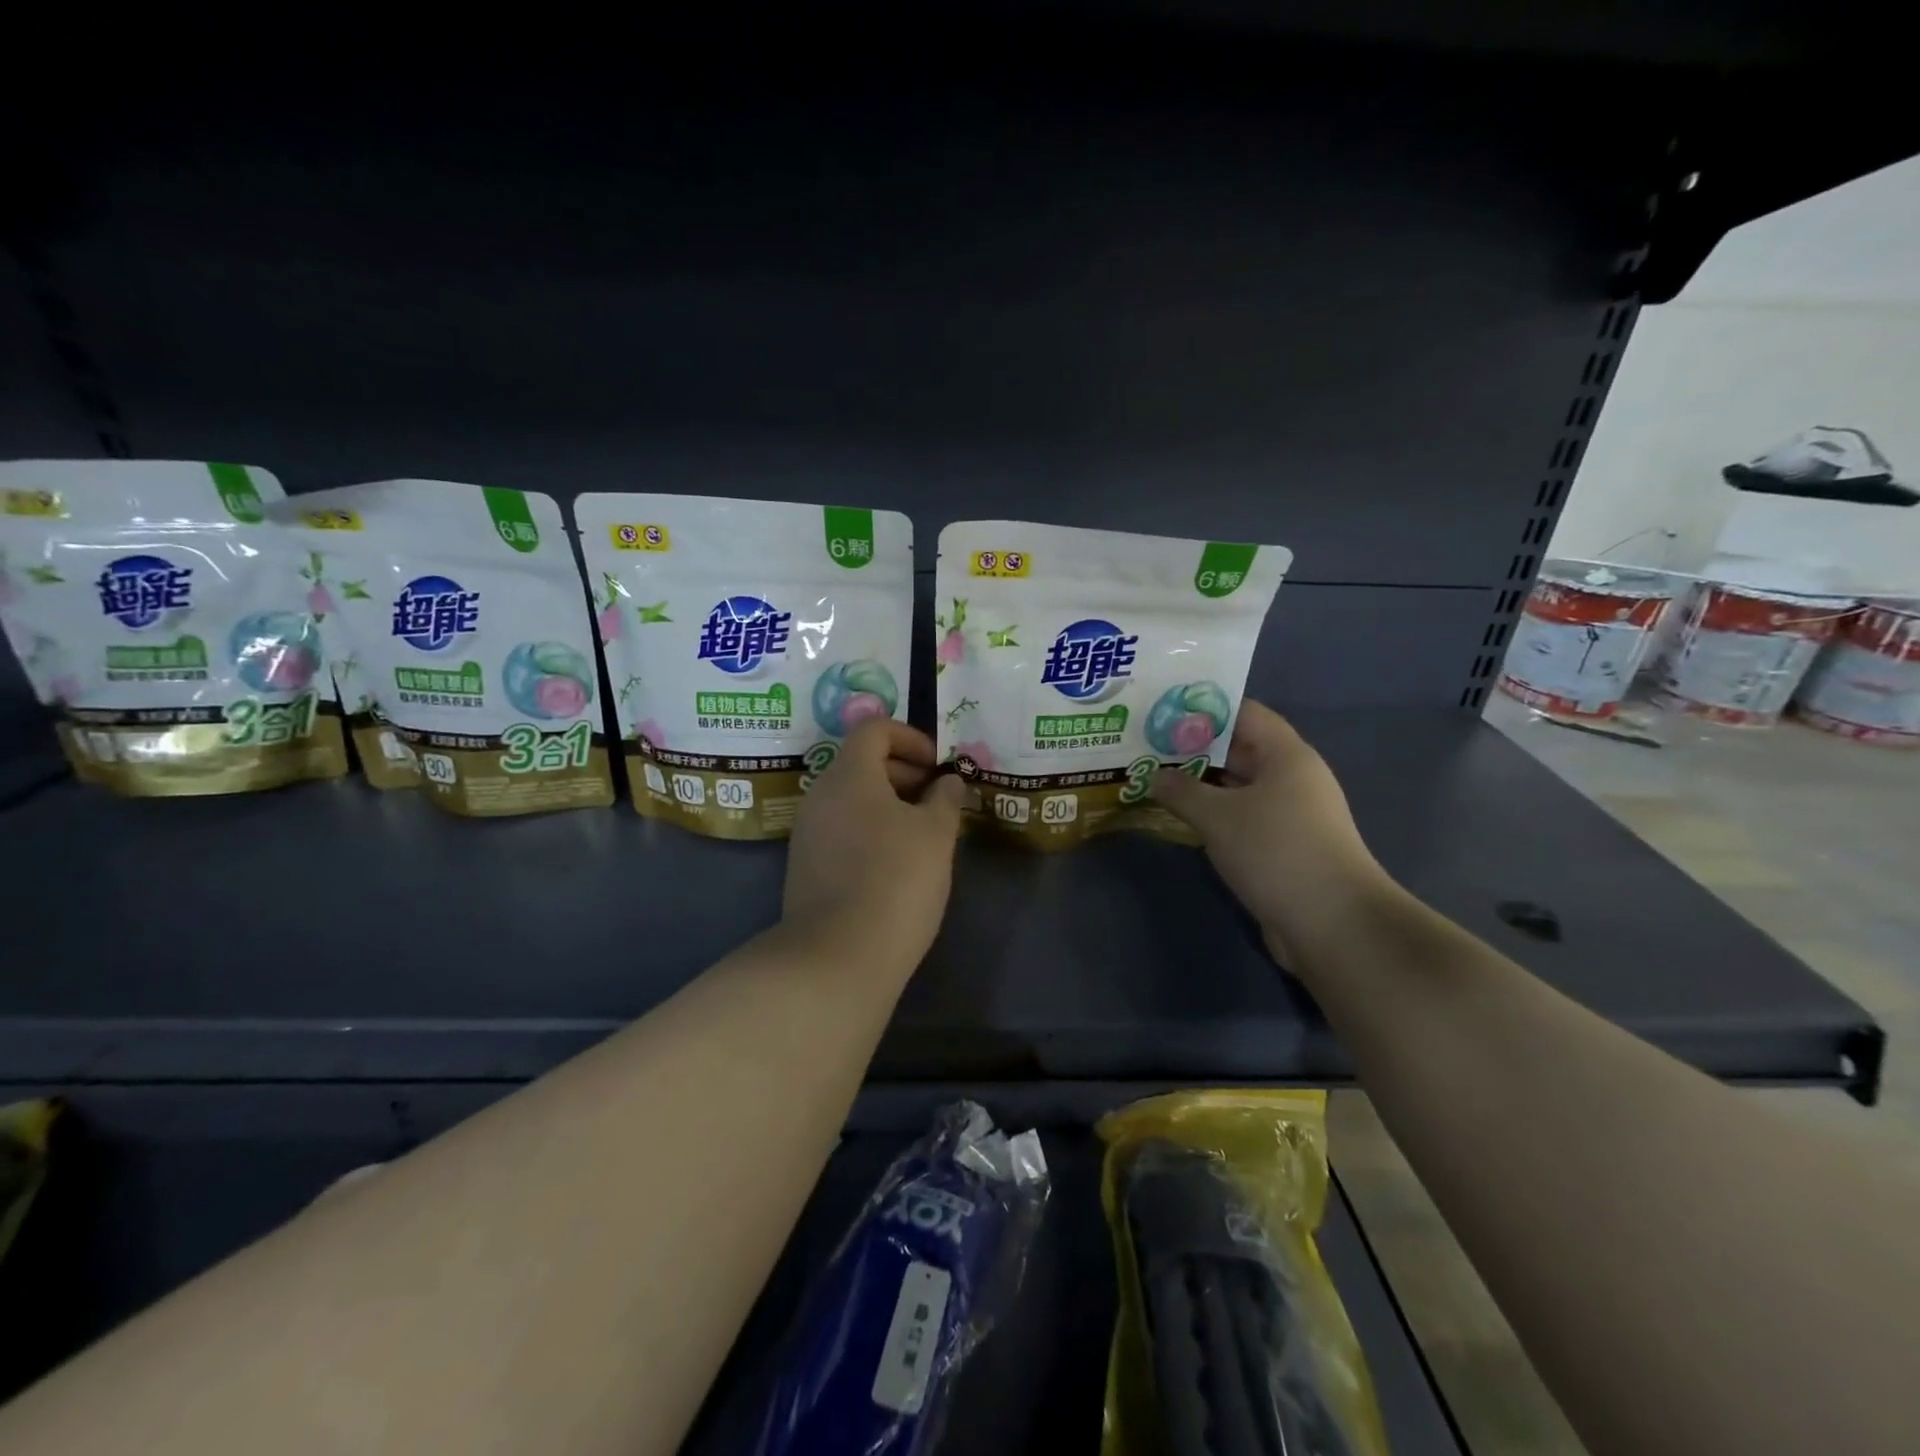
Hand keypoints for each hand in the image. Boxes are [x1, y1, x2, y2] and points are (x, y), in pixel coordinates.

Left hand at [783, 719, 966, 973]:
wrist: (838, 956)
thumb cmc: (896, 880)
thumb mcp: (936, 835)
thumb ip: (945, 799)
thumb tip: (948, 782)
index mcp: (849, 775)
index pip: (873, 729)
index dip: (910, 738)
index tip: (937, 768)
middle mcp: (820, 795)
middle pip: (861, 763)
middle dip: (904, 773)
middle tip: (937, 802)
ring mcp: (808, 832)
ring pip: (852, 799)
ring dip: (889, 805)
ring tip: (924, 836)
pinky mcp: (805, 866)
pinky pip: (841, 829)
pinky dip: (870, 830)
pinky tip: (896, 864)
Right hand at [1151, 701, 1396, 963]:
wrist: (1333, 923)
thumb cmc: (1276, 851)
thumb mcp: (1218, 816)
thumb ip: (1181, 790)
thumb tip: (1154, 776)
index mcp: (1285, 755)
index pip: (1243, 713)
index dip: (1203, 709)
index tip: (1161, 710)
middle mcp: (1291, 778)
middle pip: (1238, 749)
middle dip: (1193, 748)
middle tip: (1145, 746)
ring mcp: (1288, 814)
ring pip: (1236, 787)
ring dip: (1199, 784)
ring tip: (1152, 778)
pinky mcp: (1282, 847)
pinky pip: (1240, 818)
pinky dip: (1212, 815)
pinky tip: (1178, 818)